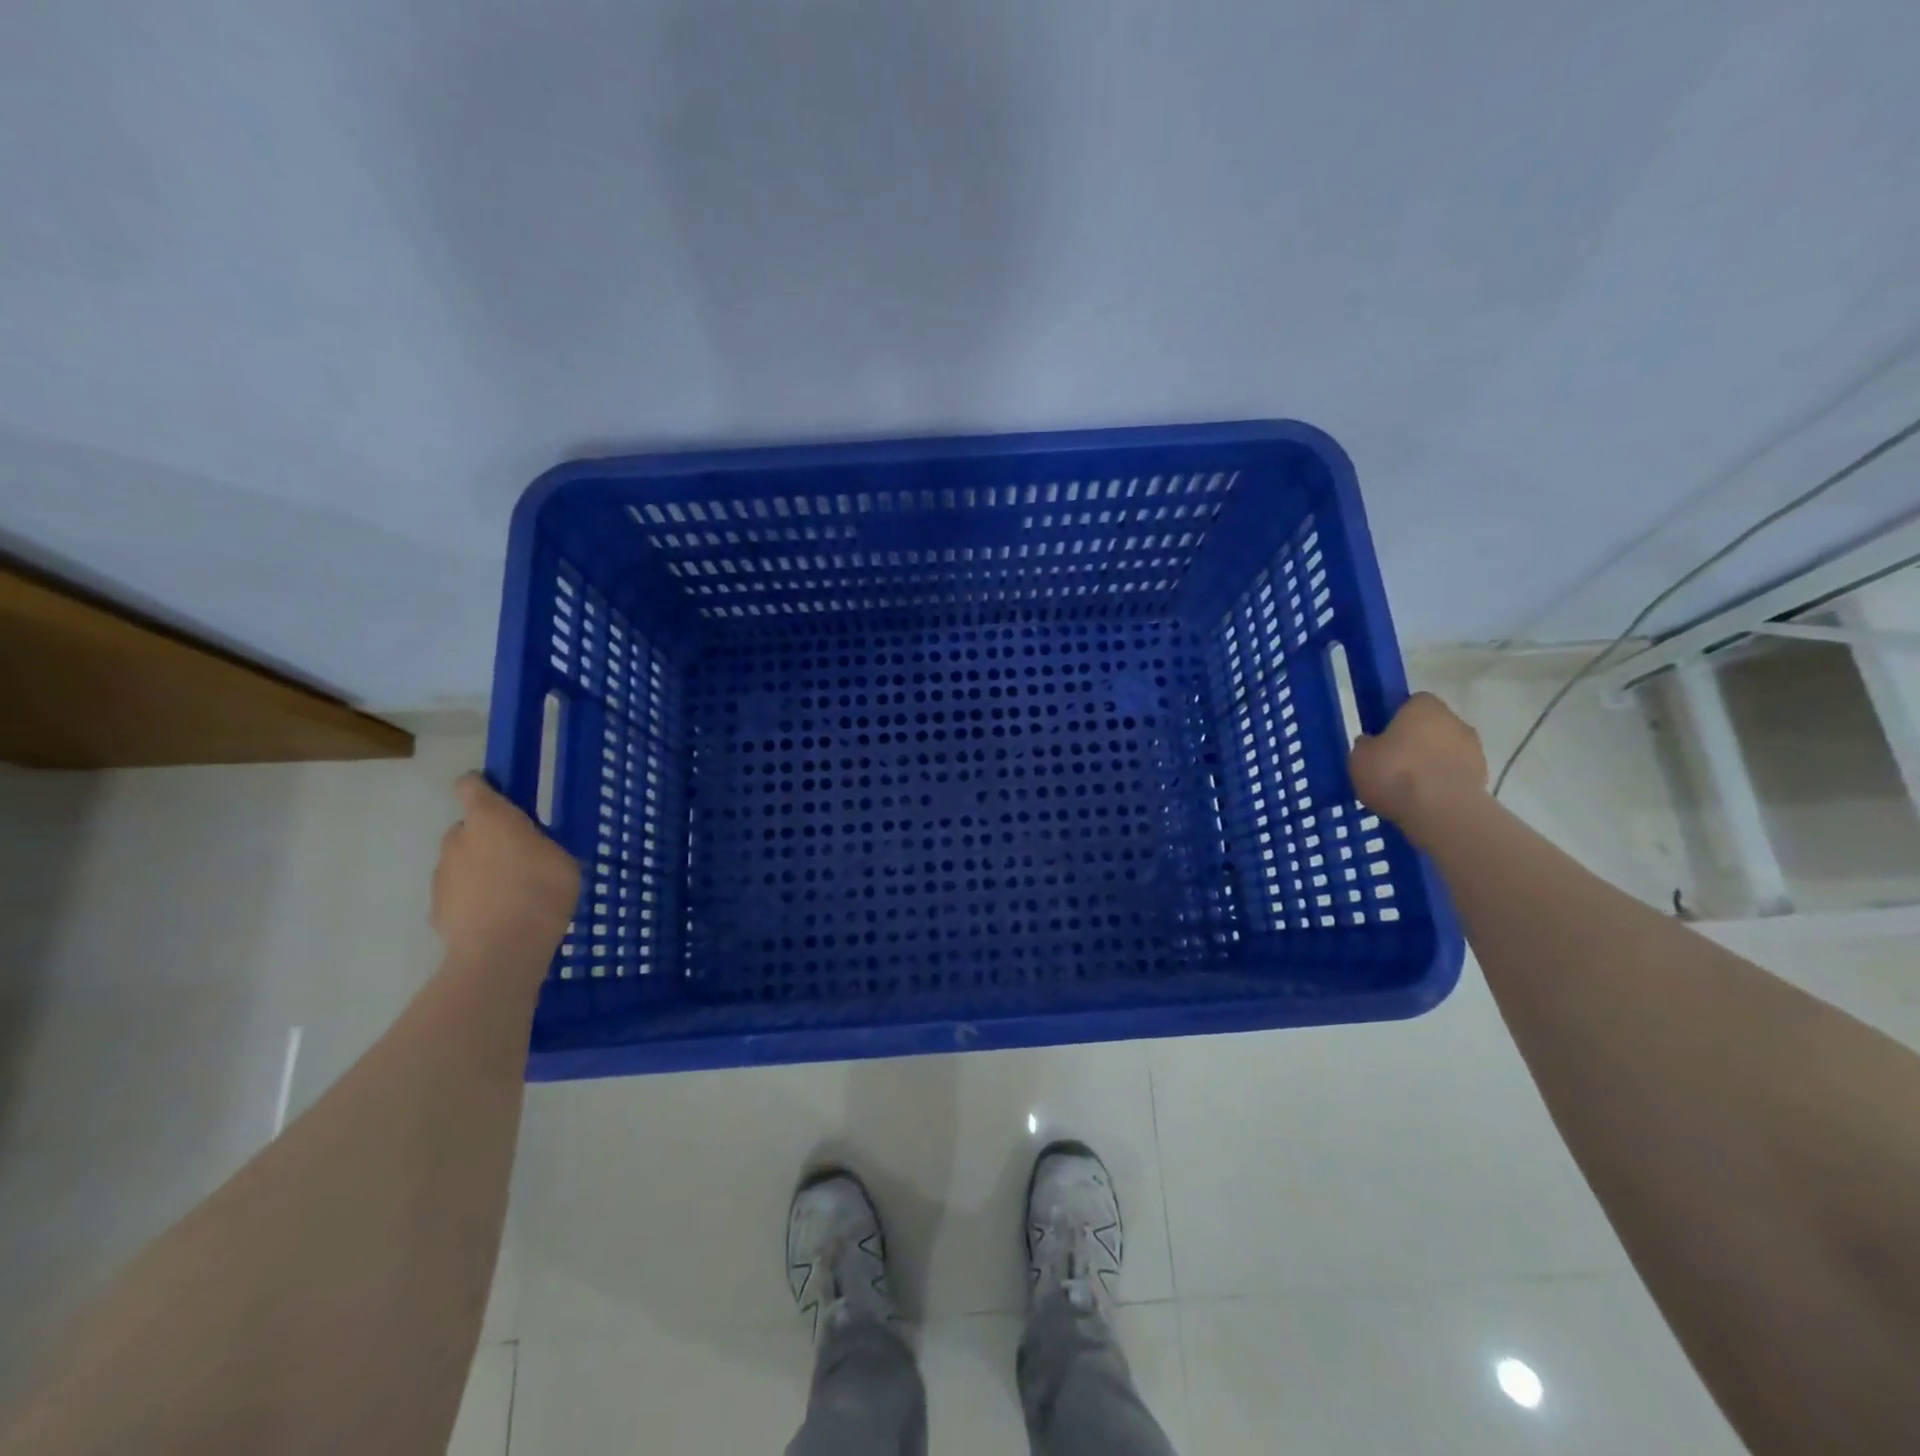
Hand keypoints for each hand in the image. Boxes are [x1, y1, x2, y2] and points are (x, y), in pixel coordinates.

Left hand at [431, 774, 579, 964]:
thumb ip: (539, 846)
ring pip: (459, 863)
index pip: (471, 786)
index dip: (481, 788)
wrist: (503, 947)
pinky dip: (471, 901)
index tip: (496, 797)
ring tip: (509, 895)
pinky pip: (457, 895)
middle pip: (466, 828)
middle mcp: (458, 838)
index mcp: (491, 818)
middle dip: (485, 838)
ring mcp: (442, 875)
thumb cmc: (542, 889)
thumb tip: (529, 851)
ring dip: (478, 871)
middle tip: (517, 858)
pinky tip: (495, 919)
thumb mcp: (561, 859)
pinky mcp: (436, 908)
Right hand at [1348, 692, 1487, 843]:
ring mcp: (1474, 749)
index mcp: (1424, 706)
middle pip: (1432, 727)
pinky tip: (1425, 801)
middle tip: (1393, 764)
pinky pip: (1455, 775)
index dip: (1397, 719)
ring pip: (1446, 751)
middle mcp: (1454, 720)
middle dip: (1417, 742)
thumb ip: (1366, 746)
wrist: (1442, 812)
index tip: (1384, 738)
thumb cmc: (1395, 773)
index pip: (1412, 703)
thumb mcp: (1360, 758)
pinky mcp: (1483, 777)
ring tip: (1409, 789)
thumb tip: (1371, 743)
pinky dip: (1443, 784)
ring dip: (1432, 764)